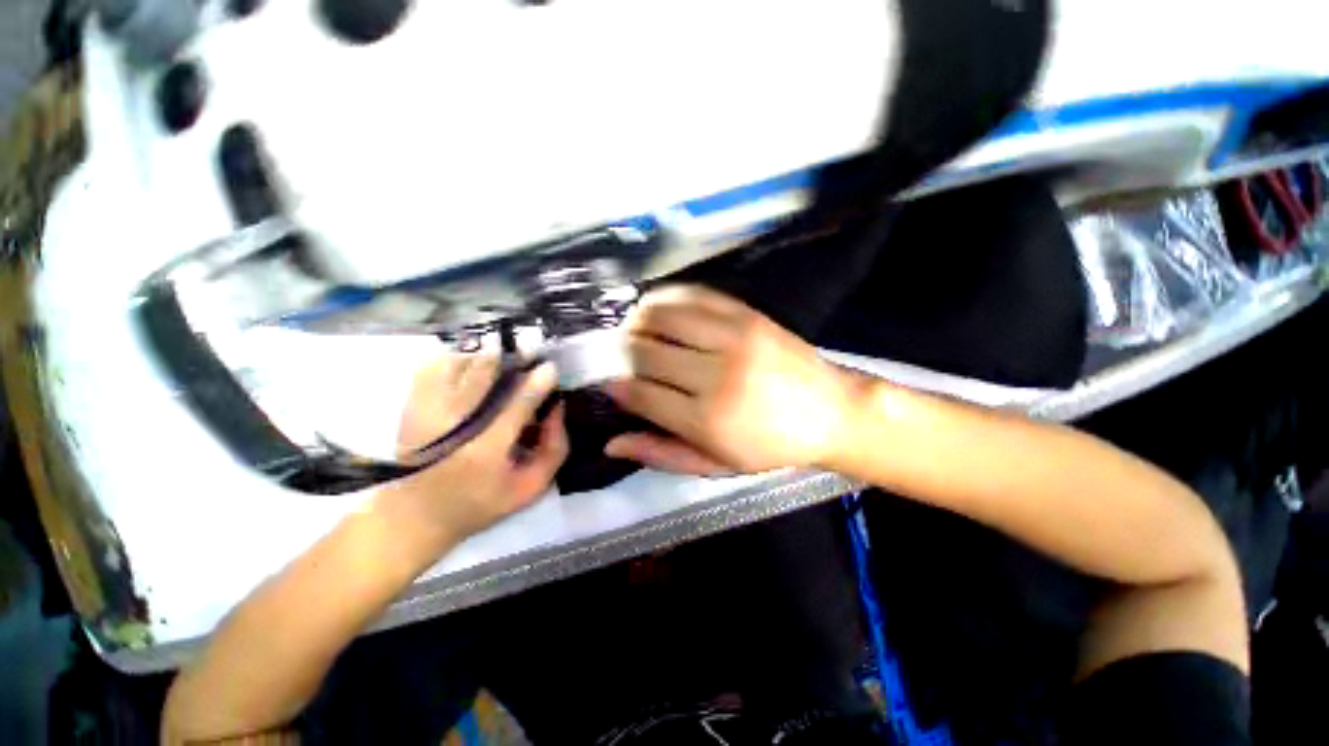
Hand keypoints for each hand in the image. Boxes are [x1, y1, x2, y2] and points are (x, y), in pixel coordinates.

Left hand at [376, 355, 567, 553]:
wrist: (415, 514)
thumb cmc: (481, 501)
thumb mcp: (531, 487)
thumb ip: (554, 448)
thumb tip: (558, 408)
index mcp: (486, 451)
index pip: (517, 405)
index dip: (537, 383)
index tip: (550, 367)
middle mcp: (453, 425)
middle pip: (483, 375)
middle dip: (512, 358)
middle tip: (529, 353)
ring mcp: (426, 412)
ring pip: (459, 365)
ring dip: (486, 357)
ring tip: (503, 360)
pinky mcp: (410, 406)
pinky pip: (433, 366)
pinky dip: (456, 358)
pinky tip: (471, 364)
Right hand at [604, 286, 854, 475]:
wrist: (830, 412)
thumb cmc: (770, 446)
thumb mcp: (716, 465)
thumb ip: (661, 453)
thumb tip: (611, 444)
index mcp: (707, 421)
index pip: (640, 394)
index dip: (618, 388)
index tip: (613, 385)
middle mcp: (716, 376)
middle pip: (645, 352)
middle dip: (624, 354)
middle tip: (623, 358)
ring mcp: (733, 338)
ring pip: (661, 317)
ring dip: (638, 322)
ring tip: (635, 331)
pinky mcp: (746, 314)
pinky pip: (692, 295)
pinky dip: (666, 299)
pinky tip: (658, 309)